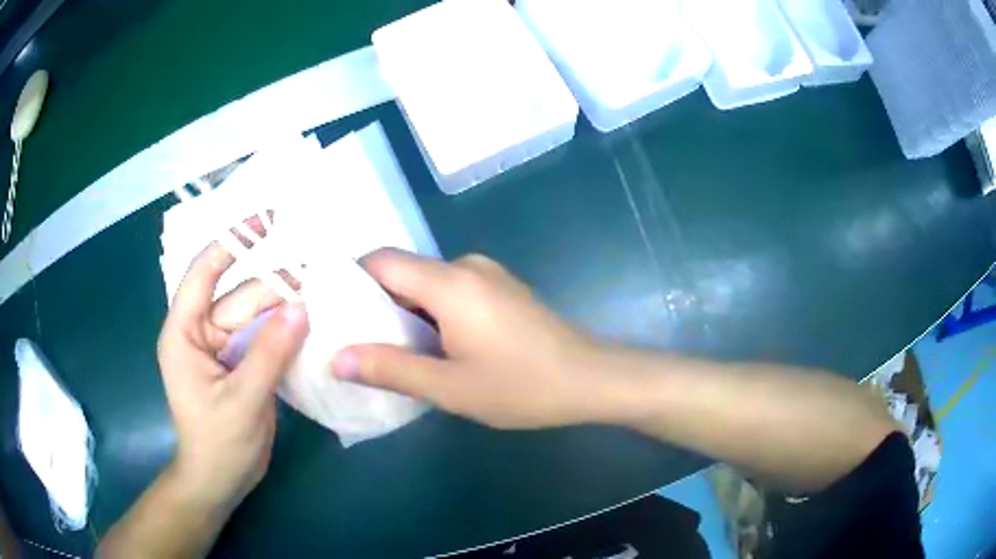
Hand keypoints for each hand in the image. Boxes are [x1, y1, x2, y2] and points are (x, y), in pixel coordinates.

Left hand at [157, 242, 308, 509]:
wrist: (220, 480)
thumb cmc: (218, 443)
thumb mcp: (243, 400)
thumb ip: (270, 353)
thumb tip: (302, 308)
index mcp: (184, 333)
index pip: (203, 273)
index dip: (231, 243)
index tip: (266, 222)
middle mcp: (200, 332)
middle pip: (239, 297)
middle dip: (274, 287)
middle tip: (318, 277)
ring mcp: (221, 348)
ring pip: (254, 317)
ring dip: (283, 308)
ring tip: (320, 297)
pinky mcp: (239, 364)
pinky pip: (263, 338)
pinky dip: (284, 331)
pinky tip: (309, 325)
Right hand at [332, 249, 607, 428]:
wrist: (590, 380)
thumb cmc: (522, 386)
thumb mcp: (450, 387)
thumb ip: (390, 369)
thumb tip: (337, 358)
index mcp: (449, 282)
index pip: (381, 261)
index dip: (348, 278)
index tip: (328, 307)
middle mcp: (466, 266)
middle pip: (402, 270)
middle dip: (372, 300)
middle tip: (348, 335)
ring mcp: (487, 276)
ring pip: (426, 282)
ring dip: (402, 309)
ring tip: (381, 345)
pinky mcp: (500, 290)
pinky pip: (450, 291)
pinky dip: (428, 312)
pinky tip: (426, 345)